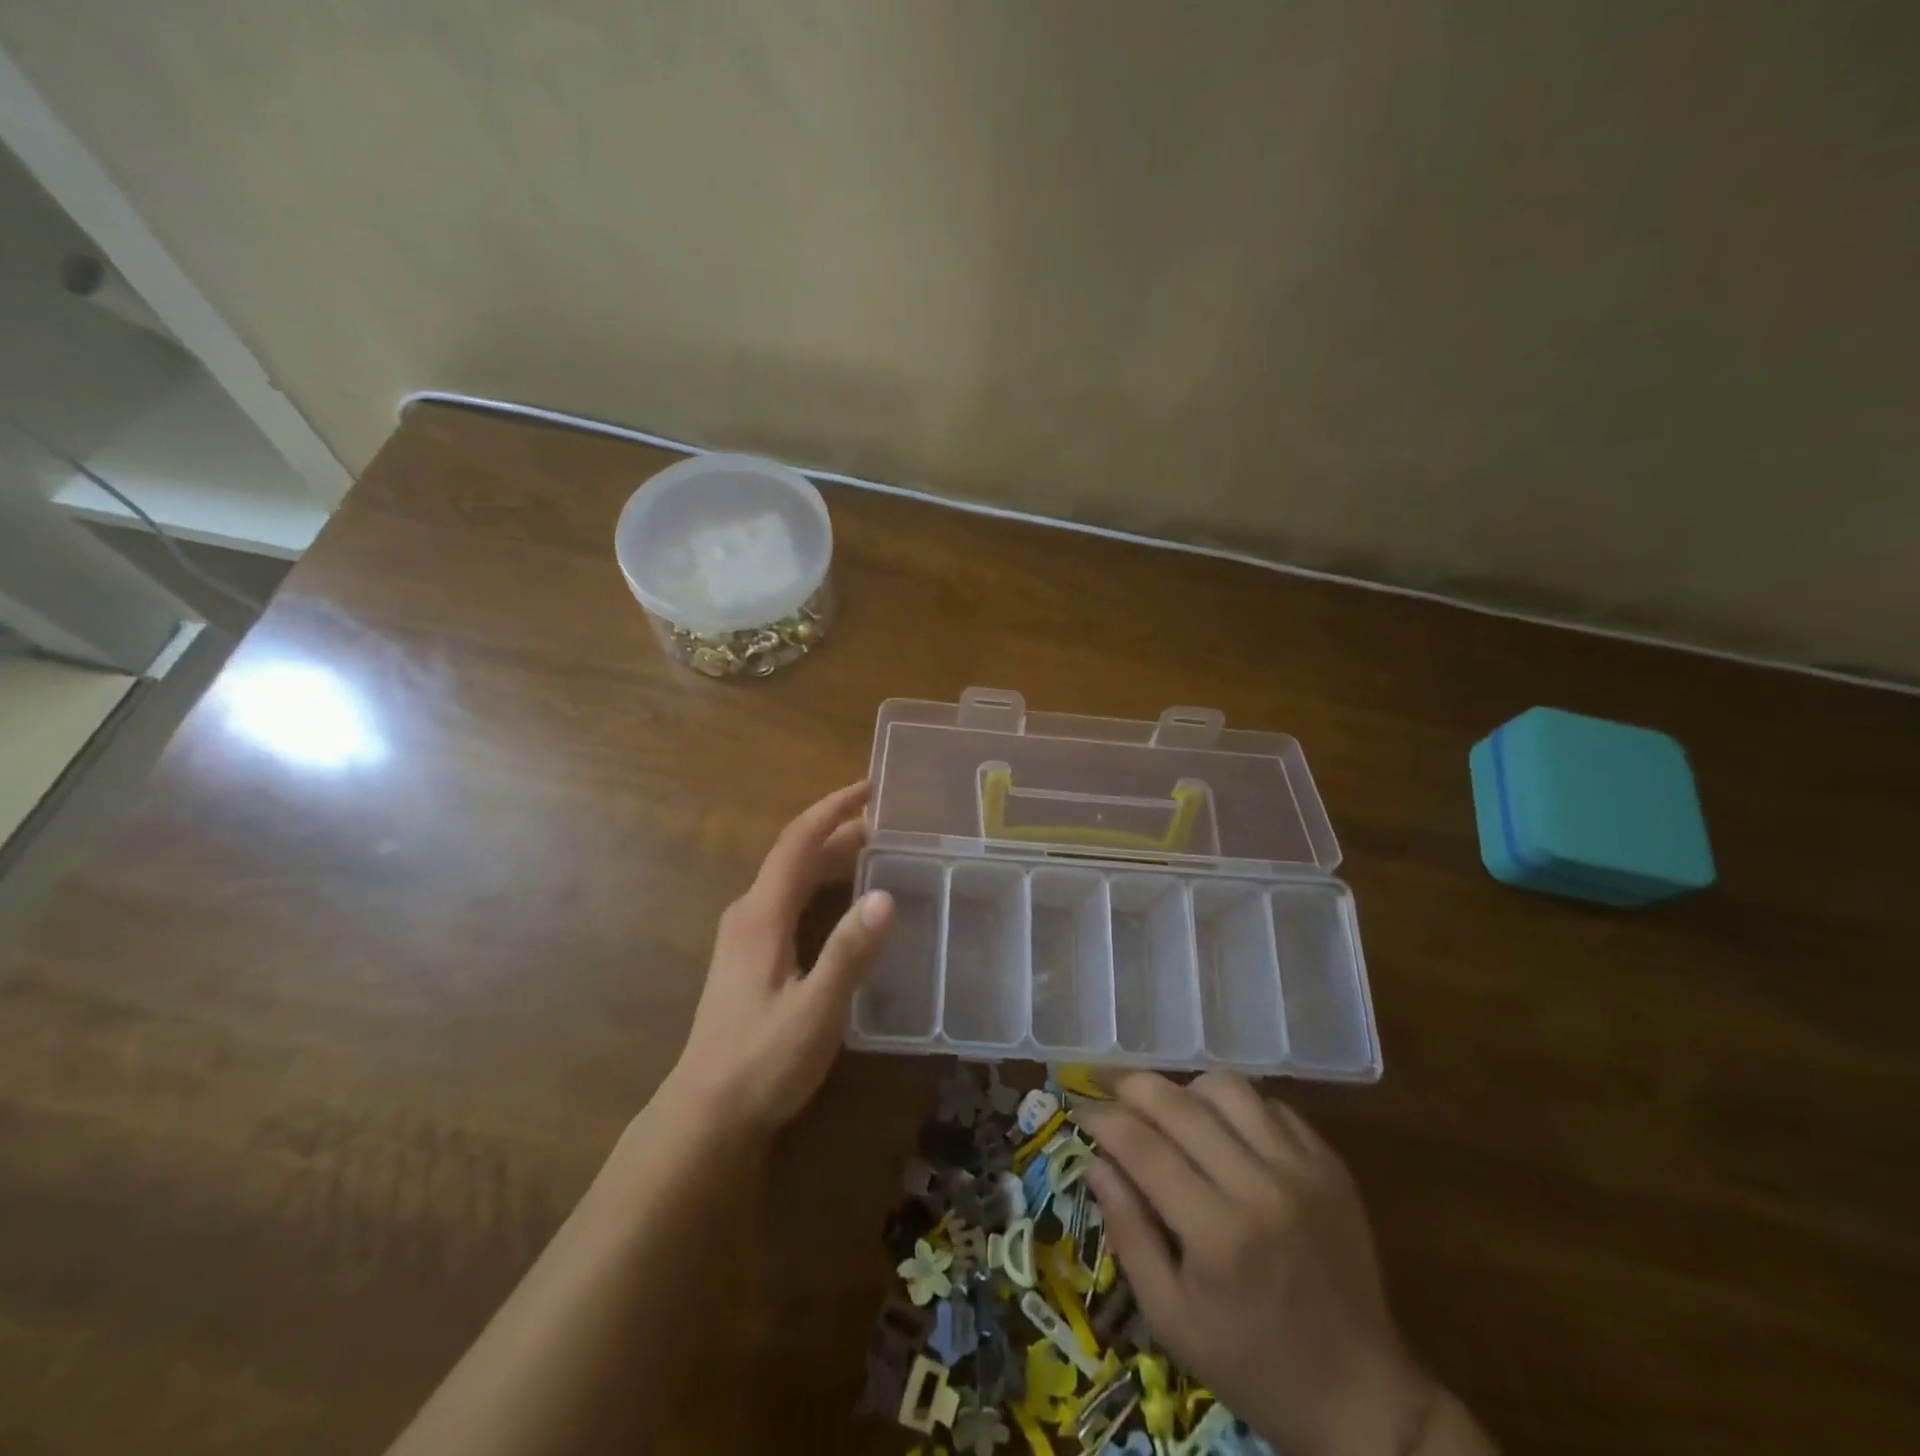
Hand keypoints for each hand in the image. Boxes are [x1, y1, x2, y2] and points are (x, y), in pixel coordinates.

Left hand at [667, 781, 892, 1137]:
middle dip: (839, 829)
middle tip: (889, 820)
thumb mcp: (815, 1011)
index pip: (798, 842)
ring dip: (831, 855)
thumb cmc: (761, 1062)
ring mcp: (745, 934)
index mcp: (761, 915)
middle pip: (796, 854)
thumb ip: (848, 953)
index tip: (871, 787)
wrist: (706, 1115)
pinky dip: (821, 882)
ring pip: (792, 876)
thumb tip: (885, 895)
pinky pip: (790, 898)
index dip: (834, 809)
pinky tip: (845, 899)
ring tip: (876, 849)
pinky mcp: (749, 956)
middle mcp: (749, 913)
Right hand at [1081, 1073, 1436, 1455]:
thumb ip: (1128, 1234)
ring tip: (1167, 1111)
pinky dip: (1234, 1106)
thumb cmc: (1254, 1367)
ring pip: (1227, 1088)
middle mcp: (1261, 1187)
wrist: (1363, 1398)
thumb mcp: (1171, 1320)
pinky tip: (1222, 1130)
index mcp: (1219, 1235)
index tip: (1080, 1111)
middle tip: (1104, 1083)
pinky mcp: (1329, 1164)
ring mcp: (1303, 1170)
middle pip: (1180, 1104)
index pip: (1143, 1147)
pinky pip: (1270, 1105)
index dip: (1103, 1119)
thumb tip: (1096, 1162)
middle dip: (1131, 1085)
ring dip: (1185, 1090)